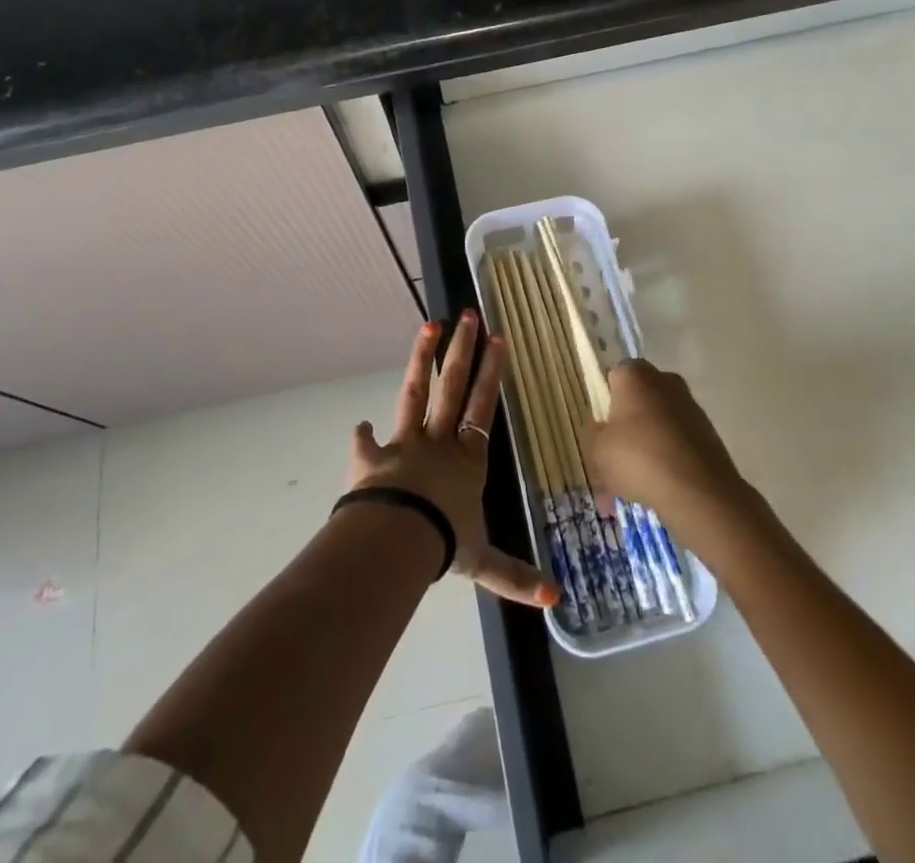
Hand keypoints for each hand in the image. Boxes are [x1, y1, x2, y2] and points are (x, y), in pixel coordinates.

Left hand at [349, 312, 559, 608]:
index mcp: (467, 458)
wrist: (395, 540)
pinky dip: (363, 436)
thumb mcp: (483, 563)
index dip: (492, 372)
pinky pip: (366, 443)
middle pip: (453, 386)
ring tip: (429, 325)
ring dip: (422, 359)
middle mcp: (438, 441)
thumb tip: (556, 600)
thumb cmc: (445, 543)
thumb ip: (515, 576)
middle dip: (462, 350)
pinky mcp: (371, 456)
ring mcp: (404, 443)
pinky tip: (359, 425)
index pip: (484, 406)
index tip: (498, 338)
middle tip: (468, 315)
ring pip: (416, 392)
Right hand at [583, 360, 752, 532]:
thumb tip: (604, 429)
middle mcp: (665, 381)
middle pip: (638, 401)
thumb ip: (595, 433)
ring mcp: (690, 407)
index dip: (605, 403)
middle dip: (626, 428)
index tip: (602, 430)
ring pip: (657, 425)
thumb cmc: (638, 458)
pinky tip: (655, 491)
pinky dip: (666, 461)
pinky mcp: (708, 433)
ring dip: (645, 448)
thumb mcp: (598, 449)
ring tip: (631, 489)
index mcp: (635, 375)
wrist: (699, 492)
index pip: (614, 377)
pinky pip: (677, 444)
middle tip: (613, 462)